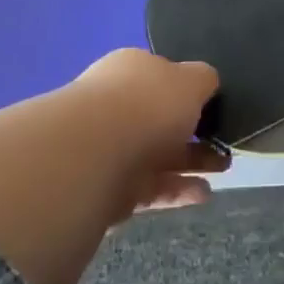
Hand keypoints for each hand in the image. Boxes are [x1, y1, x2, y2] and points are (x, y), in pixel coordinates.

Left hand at [0, 49, 226, 283]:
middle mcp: (95, 110)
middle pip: (145, 127)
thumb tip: (205, 81)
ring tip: (206, 190)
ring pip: (137, 162)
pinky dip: (155, 196)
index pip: (159, 91)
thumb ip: (196, 81)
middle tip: (217, 166)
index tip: (217, 134)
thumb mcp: (176, 84)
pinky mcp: (71, 201)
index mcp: (119, 78)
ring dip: (173, 172)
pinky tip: (179, 204)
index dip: (191, 109)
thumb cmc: (131, 112)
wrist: (66, 162)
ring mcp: (81, 157)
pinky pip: (125, 194)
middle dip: (181, 143)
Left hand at [65, 49, 228, 218]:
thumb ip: (204, 80)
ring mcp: (112, 148)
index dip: (188, 89)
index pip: (162, 76)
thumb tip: (207, 82)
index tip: (214, 104)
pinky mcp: (112, 188)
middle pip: (161, 118)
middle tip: (225, 140)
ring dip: (192, 161)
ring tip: (224, 167)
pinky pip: (152, 187)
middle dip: (195, 130)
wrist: (95, 157)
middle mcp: (118, 105)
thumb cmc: (148, 104)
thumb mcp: (192, 79)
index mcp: (132, 70)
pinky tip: (204, 194)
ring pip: (159, 154)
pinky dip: (178, 190)